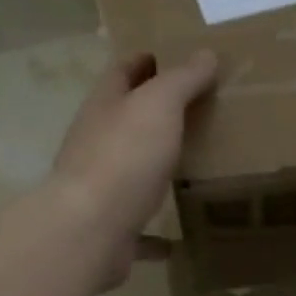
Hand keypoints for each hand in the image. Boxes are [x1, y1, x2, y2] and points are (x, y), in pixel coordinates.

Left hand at [49, 50, 219, 284]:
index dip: (144, 62)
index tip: (170, 58)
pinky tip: (175, 241)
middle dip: (151, 116)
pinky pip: (137, 231)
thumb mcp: (159, 105)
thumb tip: (205, 54)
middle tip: (193, 113)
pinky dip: (154, 235)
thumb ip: (182, 80)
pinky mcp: (110, 230)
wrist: (91, 230)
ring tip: (187, 170)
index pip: (121, 73)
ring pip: (129, 174)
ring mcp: (100, 190)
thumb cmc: (124, 156)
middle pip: (124, 123)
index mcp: (103, 108)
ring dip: (152, 171)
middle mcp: (95, 145)